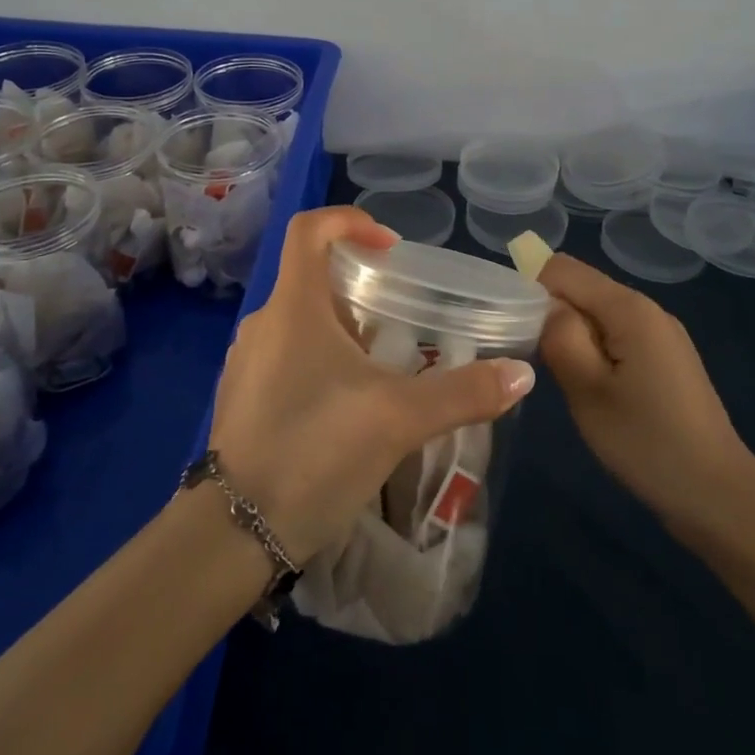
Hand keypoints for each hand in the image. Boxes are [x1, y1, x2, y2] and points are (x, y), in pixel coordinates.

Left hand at [206, 206, 537, 562]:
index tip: (390, 248)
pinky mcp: (242, 399)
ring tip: (382, 367)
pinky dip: (320, 361)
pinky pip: (286, 358)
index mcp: (293, 306)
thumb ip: (463, 393)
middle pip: (310, 277)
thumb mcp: (399, 418)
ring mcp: (247, 362)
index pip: (309, 229)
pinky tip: (348, 407)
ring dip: (341, 329)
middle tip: (400, 318)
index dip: (350, 221)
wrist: (233, 533)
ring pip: (300, 322)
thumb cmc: (314, 451)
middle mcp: (263, 323)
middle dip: (358, 288)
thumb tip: (521, 374)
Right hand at [537, 254, 754, 532]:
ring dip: (573, 336)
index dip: (531, 289)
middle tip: (540, 362)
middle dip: (552, 314)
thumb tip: (544, 305)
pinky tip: (596, 389)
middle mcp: (647, 308)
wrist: (718, 496)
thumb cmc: (646, 442)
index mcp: (629, 307)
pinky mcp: (666, 358)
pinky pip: (617, 335)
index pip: (562, 268)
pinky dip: (596, 350)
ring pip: (598, 313)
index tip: (518, 331)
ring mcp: (661, 333)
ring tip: (567, 380)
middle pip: (582, 288)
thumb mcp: (588, 390)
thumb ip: (559, 336)